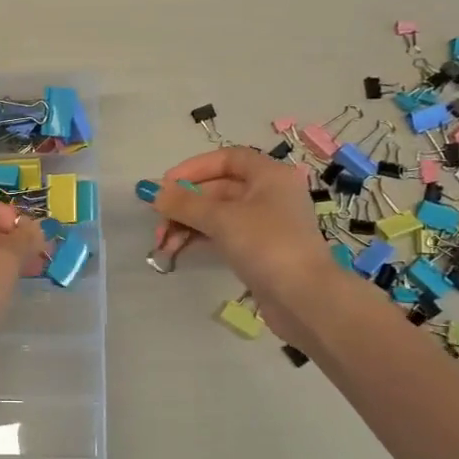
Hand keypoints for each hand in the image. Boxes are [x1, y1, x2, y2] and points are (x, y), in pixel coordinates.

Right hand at [148, 146, 330, 313]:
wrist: (305, 299)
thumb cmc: (267, 245)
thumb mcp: (221, 218)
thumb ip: (184, 203)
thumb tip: (153, 192)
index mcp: (269, 176)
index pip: (227, 159)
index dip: (194, 168)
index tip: (166, 185)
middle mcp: (269, 195)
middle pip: (218, 188)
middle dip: (184, 204)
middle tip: (157, 221)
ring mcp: (265, 225)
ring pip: (217, 215)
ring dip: (187, 224)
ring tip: (163, 245)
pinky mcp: (259, 251)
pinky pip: (223, 235)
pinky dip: (200, 238)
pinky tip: (178, 250)